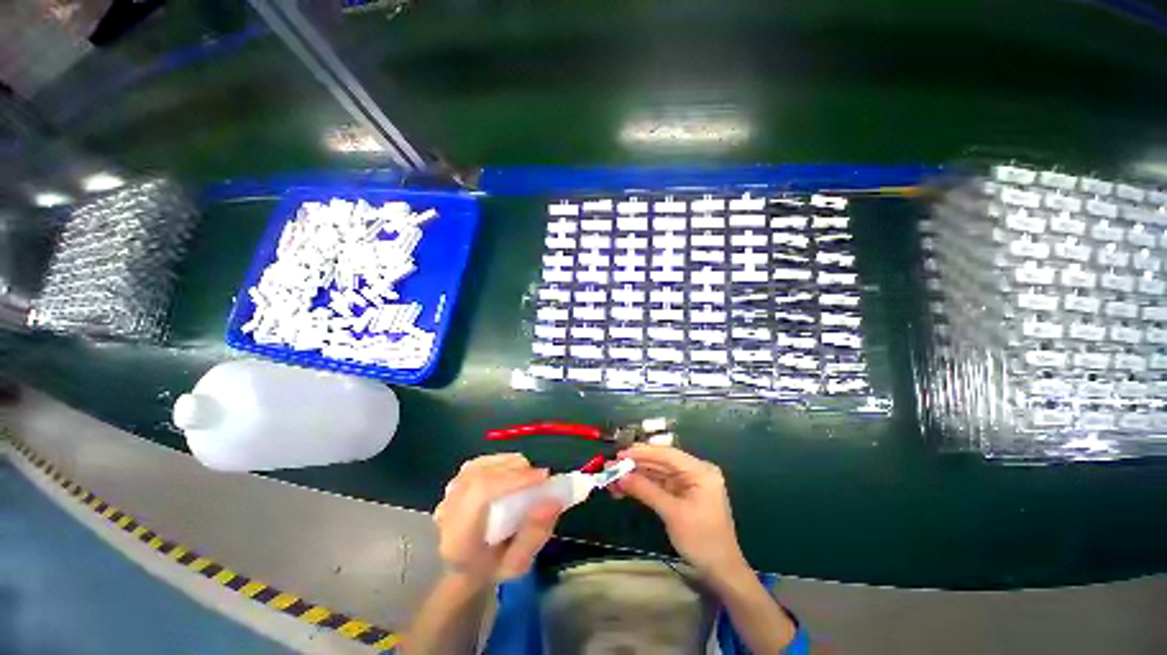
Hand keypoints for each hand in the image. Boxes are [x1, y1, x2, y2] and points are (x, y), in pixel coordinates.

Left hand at [433, 454, 560, 584]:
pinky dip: (502, 463)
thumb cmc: (492, 569)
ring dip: (510, 466)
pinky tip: (513, 475)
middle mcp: (448, 510)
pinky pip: (481, 463)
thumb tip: (553, 500)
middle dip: (517, 471)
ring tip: (528, 479)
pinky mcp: (455, 481)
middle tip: (541, 480)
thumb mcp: (518, 564)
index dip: (514, 479)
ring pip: (483, 465)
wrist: (462, 569)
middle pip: (482, 474)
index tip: (543, 478)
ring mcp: (448, 493)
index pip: (481, 493)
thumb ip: (535, 535)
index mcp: (458, 538)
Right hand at [616, 445, 746, 576]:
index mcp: (700, 471)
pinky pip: (660, 485)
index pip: (667, 454)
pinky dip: (643, 487)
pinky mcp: (683, 495)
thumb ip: (646, 490)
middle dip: (636, 465)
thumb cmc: (701, 540)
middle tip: (612, 466)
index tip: (620, 454)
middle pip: (661, 462)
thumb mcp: (672, 513)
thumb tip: (620, 476)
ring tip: (613, 479)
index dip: (642, 453)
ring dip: (636, 476)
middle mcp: (695, 472)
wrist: (721, 571)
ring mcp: (689, 484)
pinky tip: (625, 488)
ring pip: (658, 473)